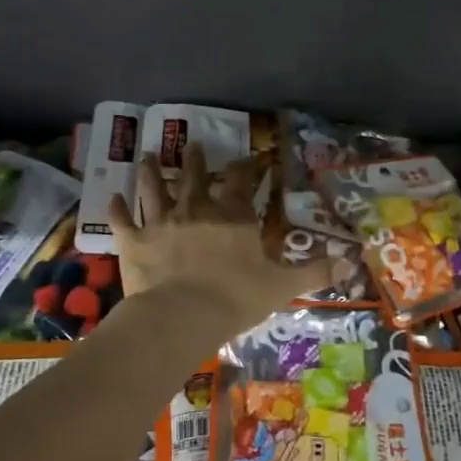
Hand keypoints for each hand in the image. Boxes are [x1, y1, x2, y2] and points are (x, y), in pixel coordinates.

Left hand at [107, 145, 331, 333]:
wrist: (181, 316)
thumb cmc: (235, 298)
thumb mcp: (282, 286)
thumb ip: (314, 272)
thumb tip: (349, 264)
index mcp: (232, 215)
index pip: (241, 180)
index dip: (245, 167)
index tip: (247, 158)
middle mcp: (196, 208)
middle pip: (194, 175)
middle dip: (195, 159)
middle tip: (192, 145)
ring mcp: (161, 221)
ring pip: (154, 188)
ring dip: (151, 171)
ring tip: (149, 156)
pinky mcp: (133, 240)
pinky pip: (121, 220)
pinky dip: (116, 209)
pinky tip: (111, 197)